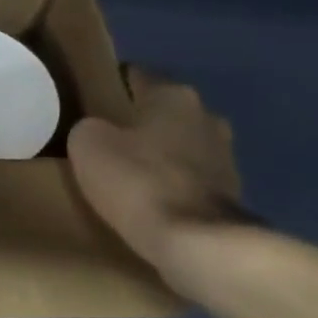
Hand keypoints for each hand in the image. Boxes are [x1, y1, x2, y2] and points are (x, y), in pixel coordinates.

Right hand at [66, 66, 247, 272]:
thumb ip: (89, 128)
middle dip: (139, 122)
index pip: (138, 76)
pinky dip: (172, 184)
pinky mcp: (231, 192)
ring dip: (160, 155)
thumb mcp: (87, 145)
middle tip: (106, 139)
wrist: (195, 241)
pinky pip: (190, 178)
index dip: (112, 84)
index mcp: (173, 95)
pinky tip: (150, 199)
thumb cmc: (137, 181)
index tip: (91, 100)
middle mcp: (207, 115)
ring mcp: (225, 154)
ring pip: (181, 144)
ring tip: (128, 172)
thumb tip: (97, 131)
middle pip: (163, 112)